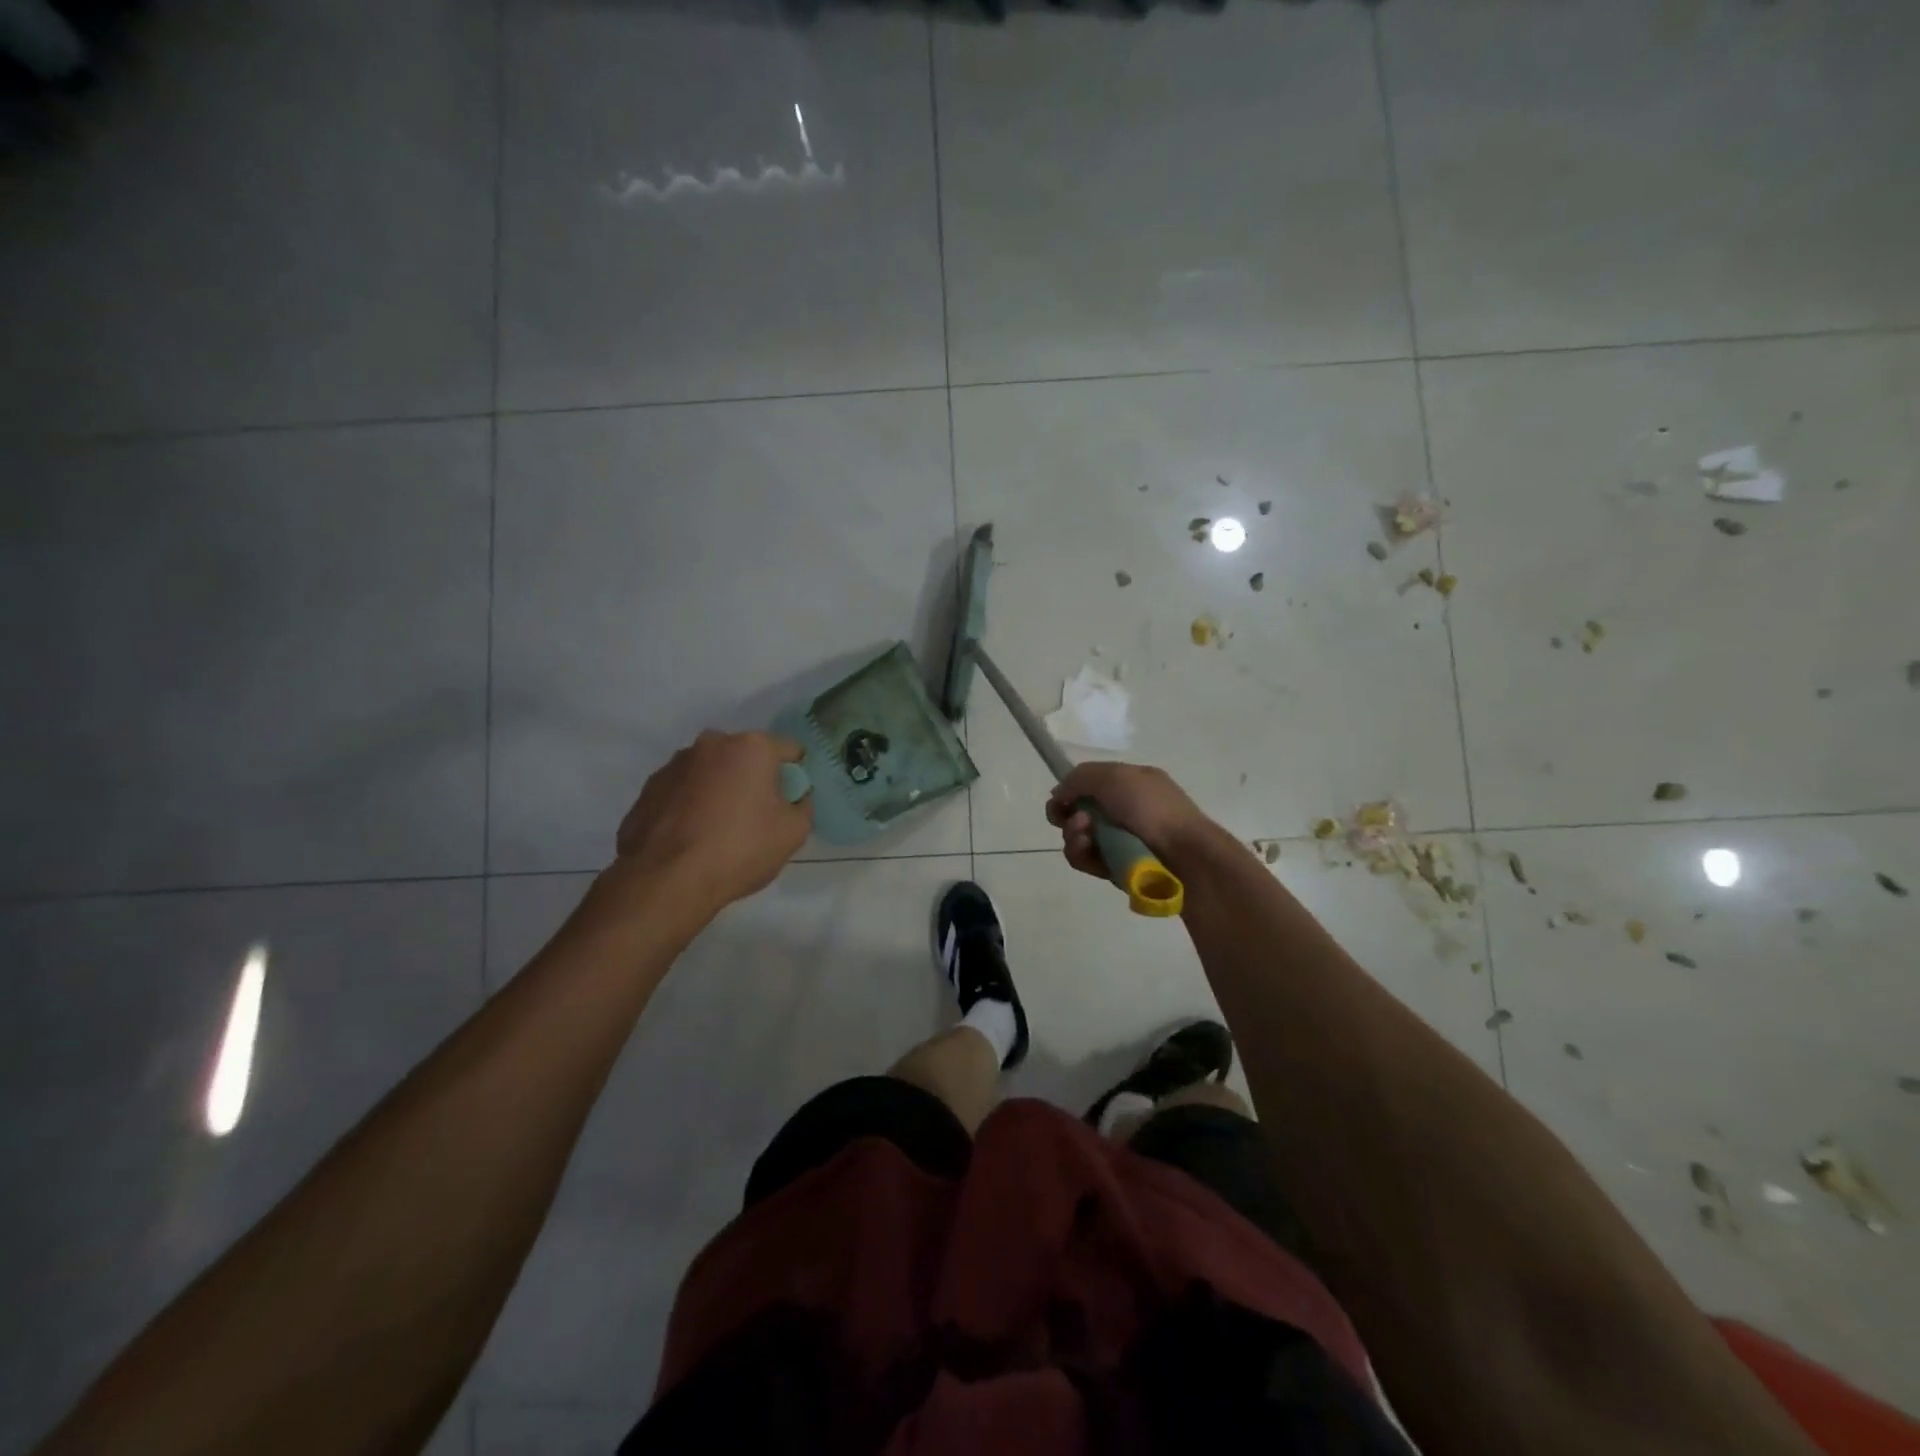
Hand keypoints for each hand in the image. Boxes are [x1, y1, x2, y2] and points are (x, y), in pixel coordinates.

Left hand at [612, 730, 811, 912]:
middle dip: (753, 779)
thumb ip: (802, 805)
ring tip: (718, 830)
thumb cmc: (740, 849)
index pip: (788, 750)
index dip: (795, 774)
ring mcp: (673, 765)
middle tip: (756, 816)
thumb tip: (794, 798)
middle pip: (745, 757)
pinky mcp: (647, 790)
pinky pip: (682, 792)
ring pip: (710, 772)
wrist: (668, 881)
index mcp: (750, 747)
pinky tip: (692, 838)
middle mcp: (710, 745)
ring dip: (719, 790)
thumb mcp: (794, 832)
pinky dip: (690, 806)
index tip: (791, 800)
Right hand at [1045, 762, 1209, 880]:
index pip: (1088, 785)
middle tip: (1079, 822)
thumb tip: (1059, 795)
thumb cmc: (1151, 809)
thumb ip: (1078, 778)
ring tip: (1085, 839)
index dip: (1069, 792)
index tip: (1060, 801)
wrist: (1185, 855)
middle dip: (1068, 816)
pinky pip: (1087, 860)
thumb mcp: (1114, 776)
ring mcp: (1120, 840)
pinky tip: (1088, 853)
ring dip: (1073, 836)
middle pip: (1077, 812)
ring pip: (1078, 837)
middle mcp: (1124, 810)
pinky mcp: (1116, 867)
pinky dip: (1082, 856)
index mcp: (1129, 783)